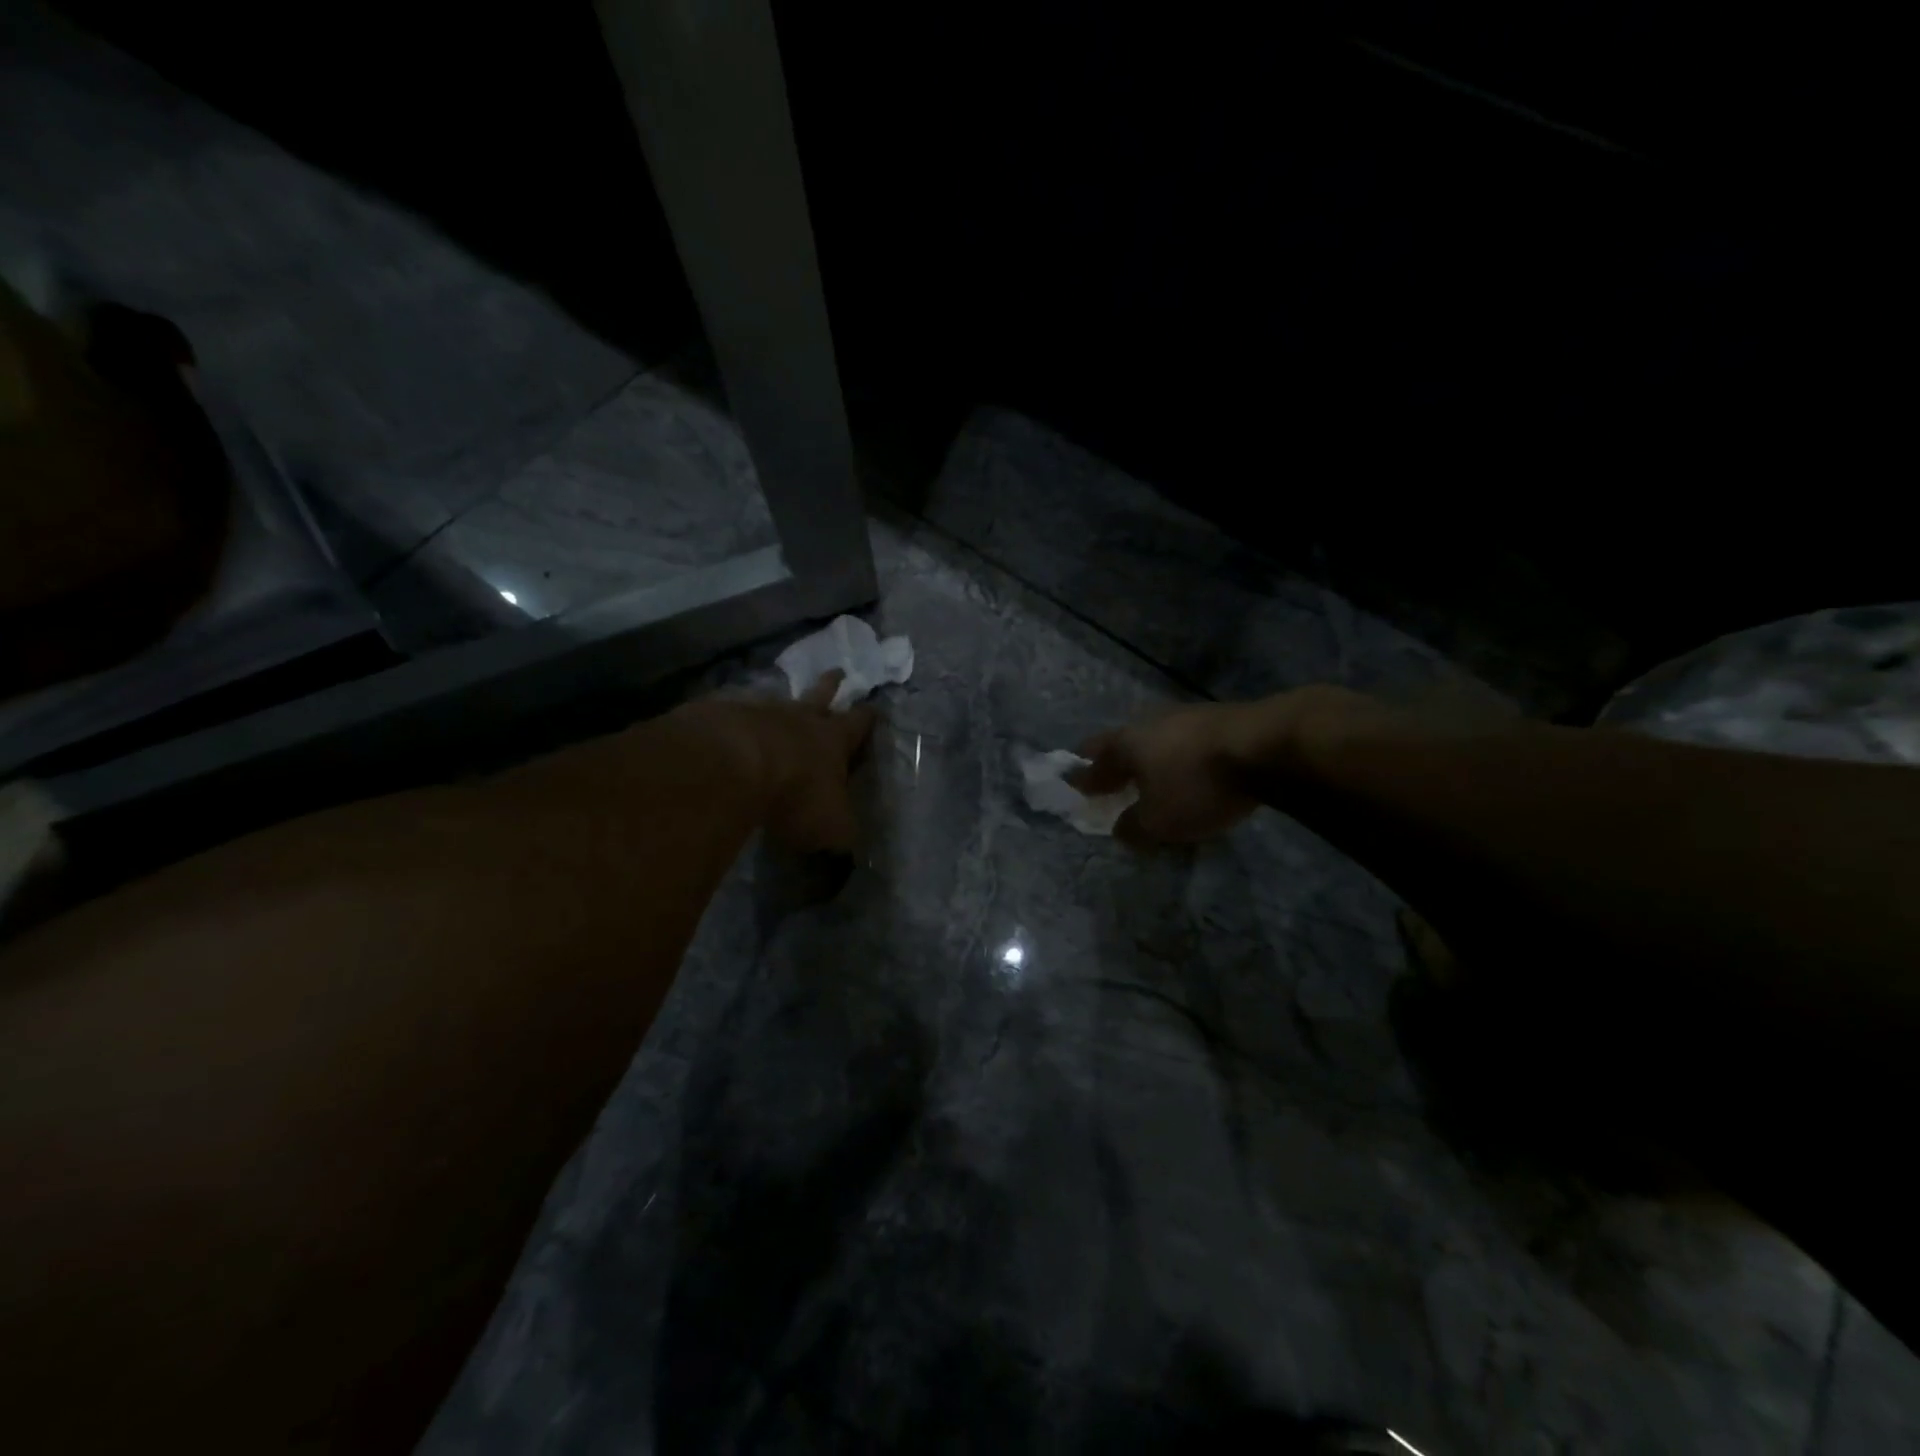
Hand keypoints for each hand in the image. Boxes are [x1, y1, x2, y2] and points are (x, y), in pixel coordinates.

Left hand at [679, 670, 875, 852]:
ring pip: (776, 701)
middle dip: (831, 685)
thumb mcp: (831, 826)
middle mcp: (800, 718)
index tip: (874, 707)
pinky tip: (732, 725)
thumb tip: (849, 844)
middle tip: (837, 671)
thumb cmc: (796, 794)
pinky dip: (738, 719)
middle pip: (820, 695)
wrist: (733, 766)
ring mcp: (758, 712)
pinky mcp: (721, 717)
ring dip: (781, 702)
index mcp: (833, 739)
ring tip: (781, 700)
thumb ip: (841, 834)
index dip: (867, 718)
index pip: (858, 724)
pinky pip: (734, 713)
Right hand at [1070, 702, 1266, 845]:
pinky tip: (1191, 770)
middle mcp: (1149, 723)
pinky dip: (1180, 757)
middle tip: (1112, 781)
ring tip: (1153, 778)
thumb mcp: (1158, 821)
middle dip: (1115, 763)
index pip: (1092, 762)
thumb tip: (1120, 829)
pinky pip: (1186, 741)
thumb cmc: (1197, 784)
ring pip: (1156, 739)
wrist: (1266, 745)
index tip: (1075, 788)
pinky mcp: (1219, 719)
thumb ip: (1133, 828)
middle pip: (1123, 744)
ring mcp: (1186, 716)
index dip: (1083, 778)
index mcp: (1125, 745)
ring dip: (1150, 759)